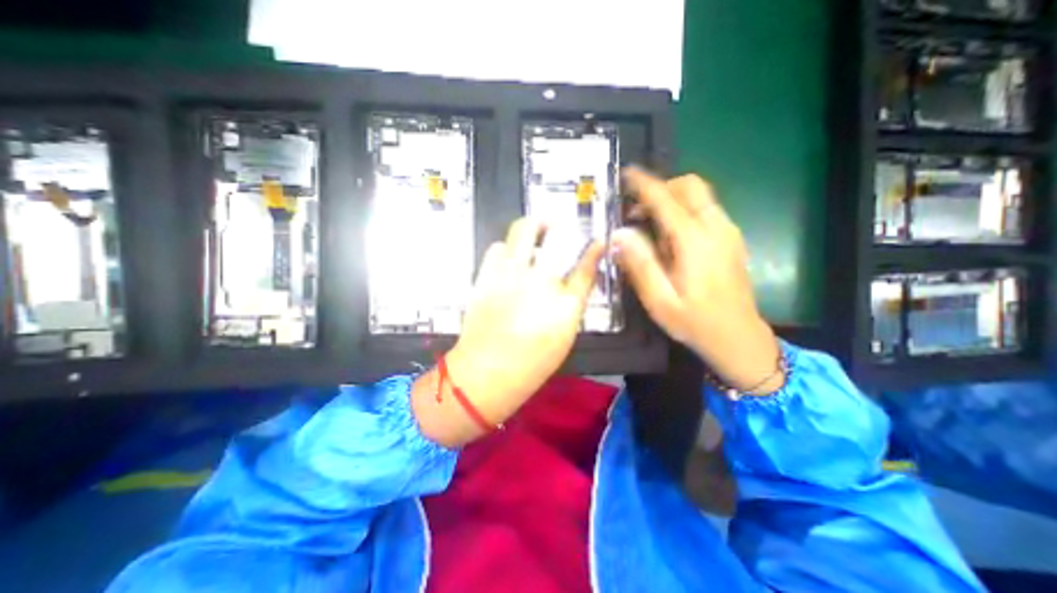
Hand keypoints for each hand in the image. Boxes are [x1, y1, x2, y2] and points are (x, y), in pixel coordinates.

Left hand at [410, 218, 597, 443]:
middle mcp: (540, 284)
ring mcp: (510, 277)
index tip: (597, 240)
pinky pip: (496, 247)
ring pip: (522, 231)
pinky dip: (505, 248)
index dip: (593, 250)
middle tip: (558, 226)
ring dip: (531, 228)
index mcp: (565, 306)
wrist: (485, 373)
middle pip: (556, 238)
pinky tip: (508, 259)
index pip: (586, 268)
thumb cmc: (531, 364)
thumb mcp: (564, 337)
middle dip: (560, 225)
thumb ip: (573, 304)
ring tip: (533, 233)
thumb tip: (576, 278)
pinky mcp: (486, 277)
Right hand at [612, 168, 782, 396]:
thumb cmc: (695, 322)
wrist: (739, 338)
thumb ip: (639, 264)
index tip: (626, 174)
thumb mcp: (659, 300)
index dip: (644, 184)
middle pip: (690, 186)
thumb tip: (620, 233)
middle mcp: (715, 228)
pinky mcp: (731, 239)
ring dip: (672, 199)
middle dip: (661, 188)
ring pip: (700, 196)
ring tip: (648, 225)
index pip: (666, 199)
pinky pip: (706, 210)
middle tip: (635, 210)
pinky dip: (684, 210)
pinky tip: (669, 237)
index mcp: (694, 241)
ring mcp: (727, 232)